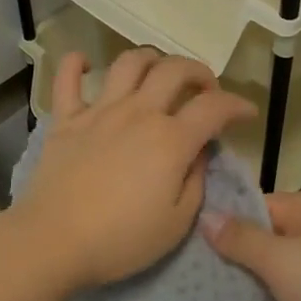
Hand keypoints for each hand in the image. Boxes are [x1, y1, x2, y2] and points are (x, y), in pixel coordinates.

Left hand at [13, 48, 254, 295]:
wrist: (53, 241)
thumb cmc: (120, 240)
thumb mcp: (176, 223)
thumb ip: (194, 181)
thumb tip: (198, 153)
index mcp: (170, 139)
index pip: (214, 107)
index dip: (237, 105)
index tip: (247, 112)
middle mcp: (139, 112)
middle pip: (174, 70)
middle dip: (198, 71)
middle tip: (205, 89)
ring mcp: (100, 111)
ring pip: (129, 63)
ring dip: (151, 59)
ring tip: (158, 73)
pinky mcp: (65, 119)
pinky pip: (67, 79)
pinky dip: (75, 65)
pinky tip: (83, 63)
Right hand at [203, 191, 300, 300]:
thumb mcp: (278, 261)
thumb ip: (240, 239)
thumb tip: (206, 215)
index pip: (254, 205)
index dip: (225, 224)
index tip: (193, 245)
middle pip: (263, 239)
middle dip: (239, 263)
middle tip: (207, 284)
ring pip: (276, 271)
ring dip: (258, 292)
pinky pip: (294, 296)